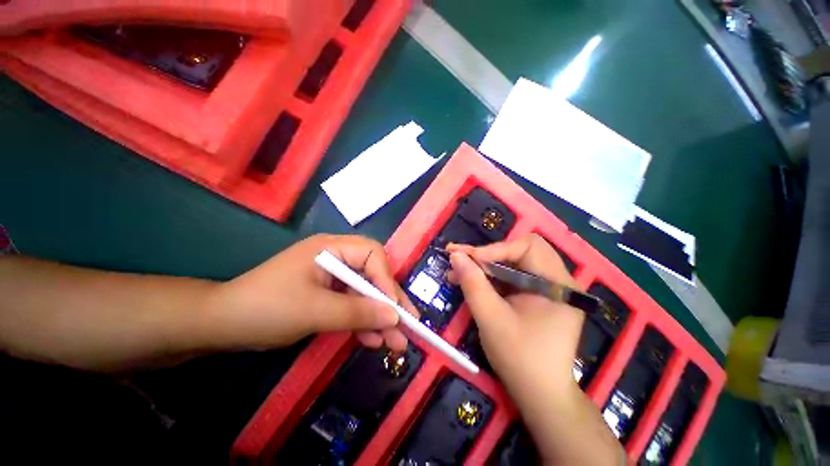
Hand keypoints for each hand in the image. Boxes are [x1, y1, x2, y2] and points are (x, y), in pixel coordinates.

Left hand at [204, 234, 415, 351]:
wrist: (221, 325)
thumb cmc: (266, 309)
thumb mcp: (315, 311)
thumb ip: (358, 313)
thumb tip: (395, 317)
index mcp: (332, 248)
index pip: (372, 255)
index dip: (386, 280)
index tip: (395, 309)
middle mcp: (336, 257)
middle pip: (373, 275)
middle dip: (389, 302)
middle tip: (409, 326)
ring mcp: (332, 277)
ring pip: (365, 293)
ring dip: (379, 317)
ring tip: (395, 342)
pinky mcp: (327, 294)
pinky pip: (351, 305)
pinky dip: (362, 322)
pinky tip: (372, 340)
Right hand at [447, 234, 582, 396]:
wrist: (540, 395)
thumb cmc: (520, 359)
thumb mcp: (491, 319)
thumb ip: (473, 283)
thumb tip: (455, 255)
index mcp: (557, 284)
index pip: (528, 247)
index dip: (495, 249)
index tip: (466, 258)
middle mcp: (558, 281)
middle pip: (520, 251)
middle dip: (487, 254)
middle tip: (458, 258)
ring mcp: (548, 289)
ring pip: (512, 263)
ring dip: (484, 265)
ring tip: (456, 271)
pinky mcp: (537, 297)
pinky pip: (512, 277)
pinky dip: (490, 277)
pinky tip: (470, 281)